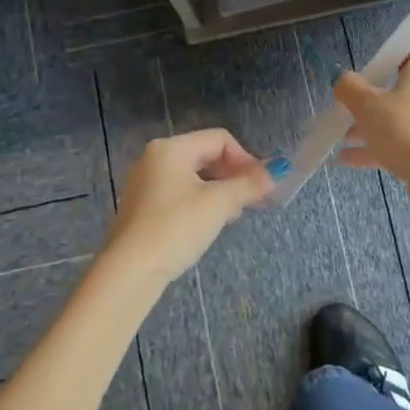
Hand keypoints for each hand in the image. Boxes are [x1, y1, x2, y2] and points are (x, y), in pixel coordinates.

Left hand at [104, 129, 274, 286]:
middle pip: (205, 154)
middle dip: (233, 175)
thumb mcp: (218, 203)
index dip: (245, 158)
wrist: (130, 270)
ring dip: (219, 190)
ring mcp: (145, 183)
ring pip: (193, 176)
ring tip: (234, 214)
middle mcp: (155, 158)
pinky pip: (179, 193)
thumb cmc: (176, 227)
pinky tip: (209, 224)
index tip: (260, 185)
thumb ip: (249, 184)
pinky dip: (200, 201)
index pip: (219, 139)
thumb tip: (279, 170)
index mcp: (171, 148)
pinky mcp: (142, 207)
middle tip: (252, 200)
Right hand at [333, 47, 409, 181]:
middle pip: (409, 91)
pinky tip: (350, 161)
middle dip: (379, 102)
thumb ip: (350, 88)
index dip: (401, 61)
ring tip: (346, 140)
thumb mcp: (366, 104)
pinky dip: (383, 149)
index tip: (378, 74)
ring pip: (406, 121)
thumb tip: (343, 80)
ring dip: (376, 128)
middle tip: (355, 111)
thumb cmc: (403, 127)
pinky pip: (408, 144)